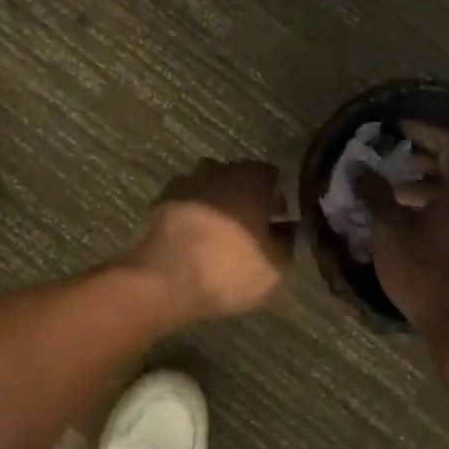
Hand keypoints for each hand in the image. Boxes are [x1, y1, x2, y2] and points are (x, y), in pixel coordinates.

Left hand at [127, 160, 294, 321]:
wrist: (164, 279)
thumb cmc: (228, 268)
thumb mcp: (275, 265)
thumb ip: (287, 241)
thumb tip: (286, 230)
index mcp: (250, 177)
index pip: (272, 176)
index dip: (279, 197)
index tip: (282, 219)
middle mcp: (217, 170)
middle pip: (239, 178)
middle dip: (247, 198)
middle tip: (254, 228)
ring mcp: (186, 182)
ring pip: (210, 188)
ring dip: (218, 204)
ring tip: (223, 235)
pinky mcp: (162, 200)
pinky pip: (188, 202)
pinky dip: (194, 214)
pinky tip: (197, 238)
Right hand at [358, 123, 448, 353]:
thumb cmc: (426, 274)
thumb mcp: (390, 231)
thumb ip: (376, 194)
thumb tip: (358, 166)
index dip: (426, 131)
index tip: (399, 129)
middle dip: (434, 153)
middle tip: (402, 155)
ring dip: (442, 179)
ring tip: (404, 187)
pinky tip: (424, 215)